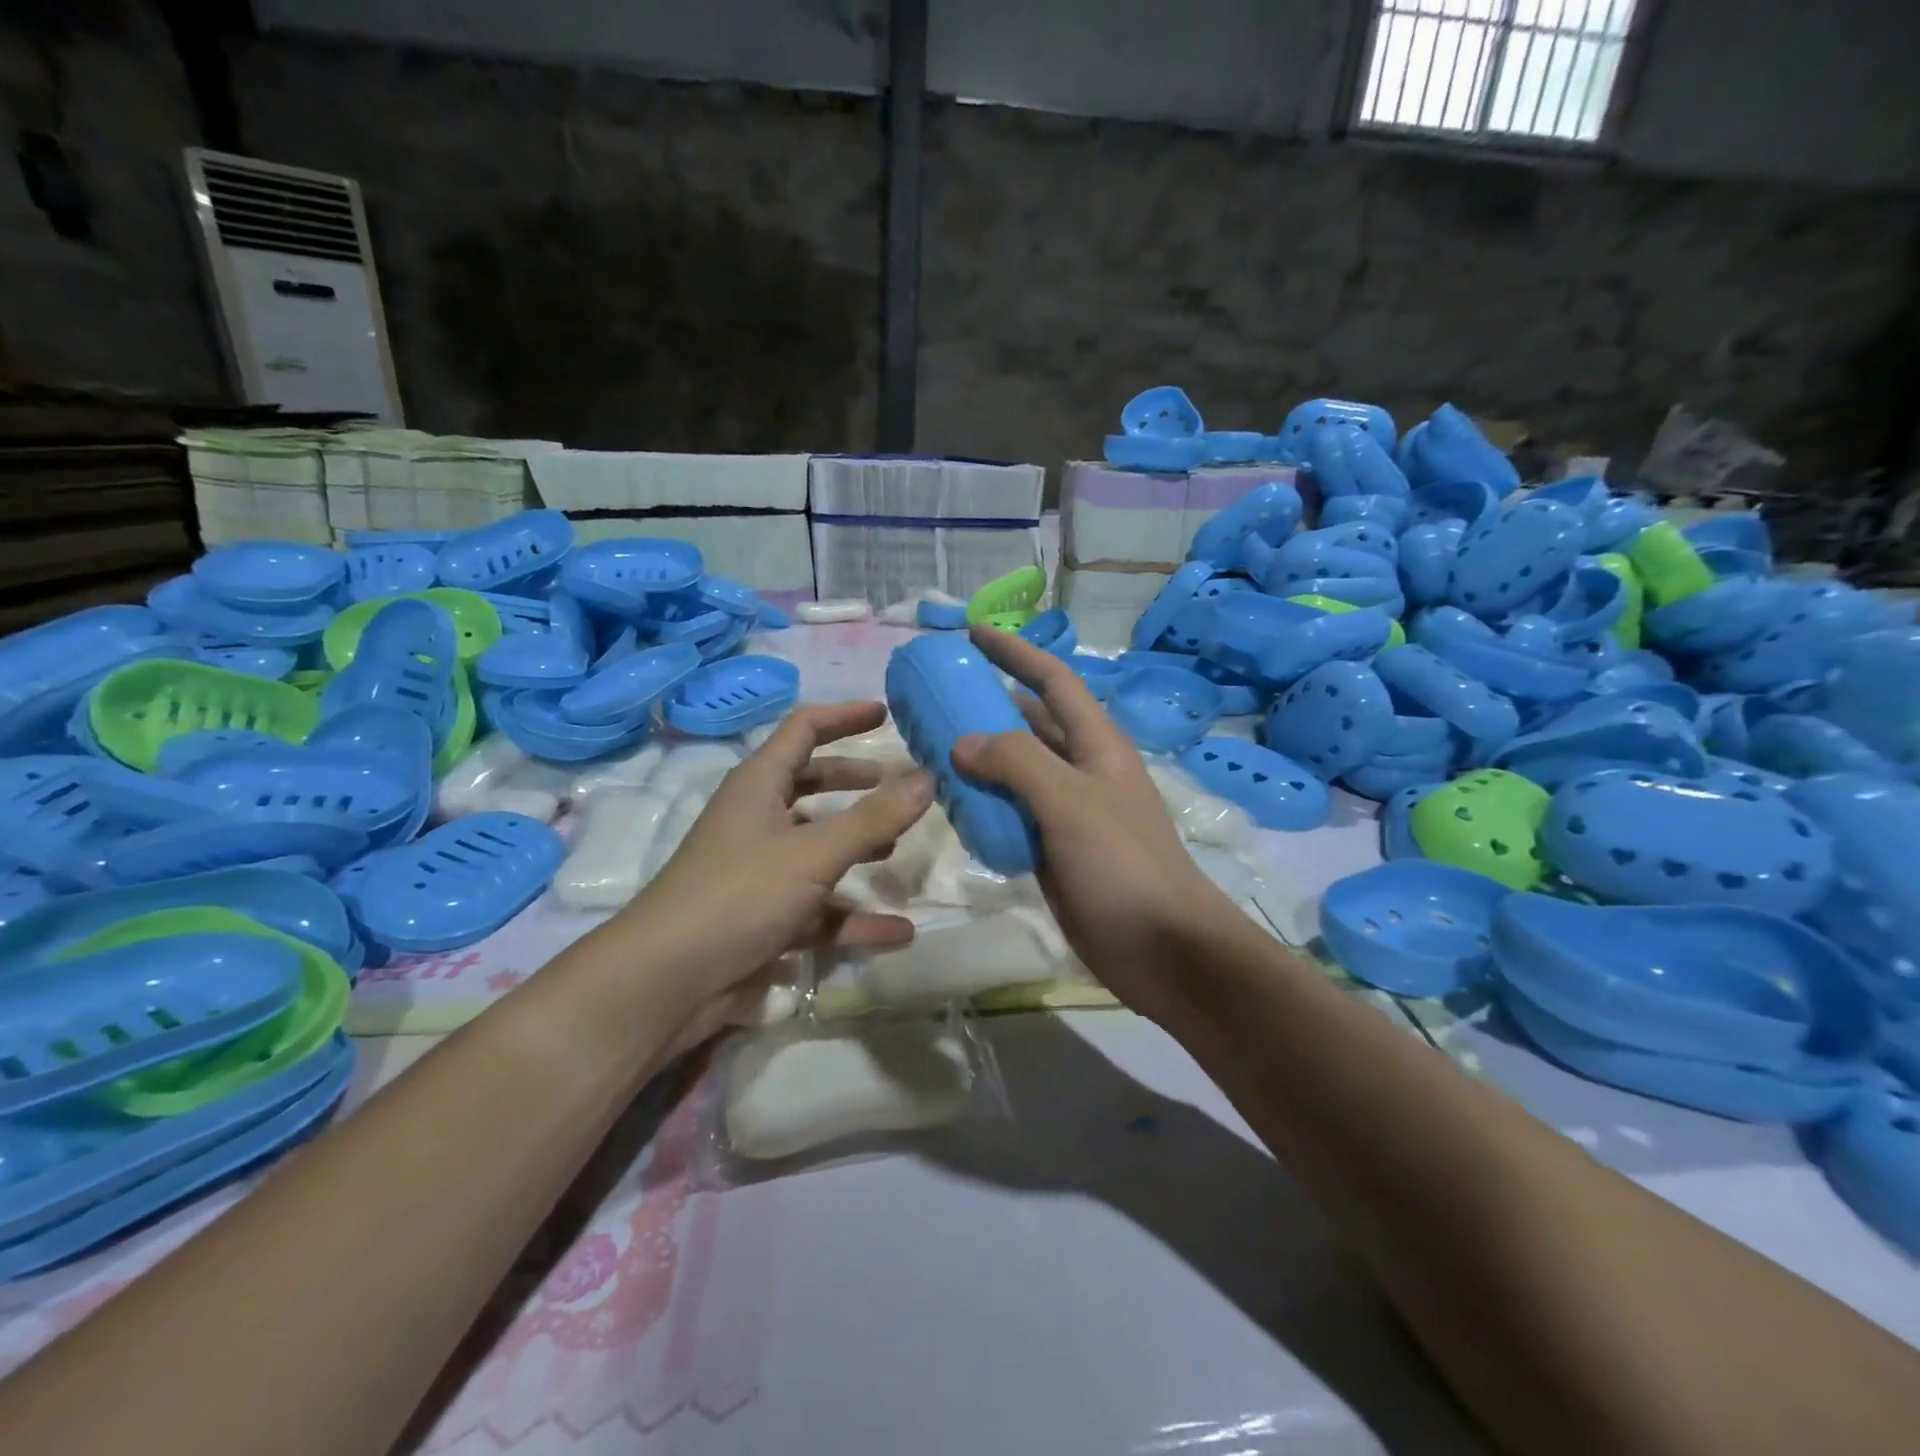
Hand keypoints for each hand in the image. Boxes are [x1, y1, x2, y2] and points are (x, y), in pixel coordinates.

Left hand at [622, 702, 933, 1037]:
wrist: (666, 982)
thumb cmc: (739, 895)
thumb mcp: (814, 852)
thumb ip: (874, 818)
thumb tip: (928, 778)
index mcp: (759, 785)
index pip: (804, 729)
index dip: (844, 716)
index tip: (887, 714)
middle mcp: (758, 820)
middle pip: (811, 785)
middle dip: (854, 783)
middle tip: (897, 786)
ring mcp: (760, 871)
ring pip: (818, 849)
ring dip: (858, 848)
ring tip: (899, 851)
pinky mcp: (765, 918)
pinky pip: (820, 909)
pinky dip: (855, 917)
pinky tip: (899, 931)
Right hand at [951, 628, 1242, 1023]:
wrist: (1162, 948)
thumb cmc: (1123, 865)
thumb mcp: (1071, 803)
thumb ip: (1018, 763)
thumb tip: (963, 743)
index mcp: (1097, 745)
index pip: (1054, 681)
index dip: (1016, 653)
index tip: (972, 634)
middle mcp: (1082, 770)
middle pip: (1030, 723)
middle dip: (988, 705)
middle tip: (936, 699)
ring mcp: (1067, 812)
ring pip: (1016, 771)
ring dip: (979, 758)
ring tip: (929, 748)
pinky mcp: (1053, 850)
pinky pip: (1011, 814)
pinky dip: (982, 805)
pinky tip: (950, 806)